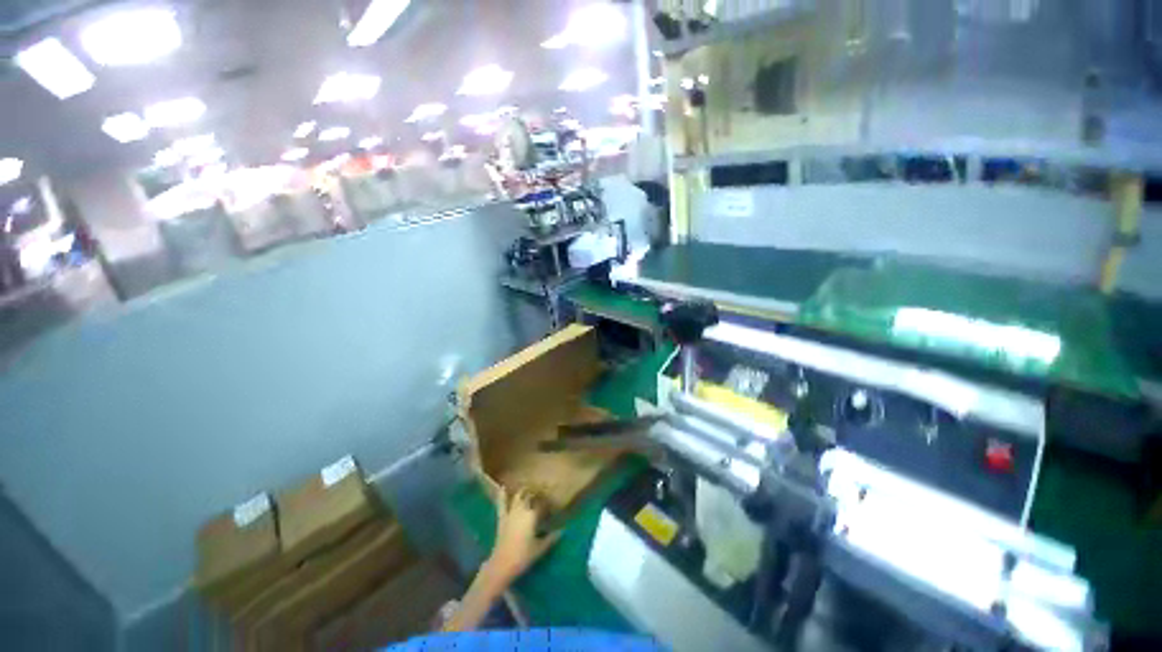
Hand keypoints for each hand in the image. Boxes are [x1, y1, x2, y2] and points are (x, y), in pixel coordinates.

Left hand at [485, 487, 560, 587]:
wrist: (502, 564)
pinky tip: (502, 487)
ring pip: (518, 497)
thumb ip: (552, 538)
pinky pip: (501, 504)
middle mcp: (522, 509)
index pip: (542, 504)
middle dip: (536, 493)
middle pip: (530, 496)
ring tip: (528, 487)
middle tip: (542, 492)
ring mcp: (510, 512)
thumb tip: (563, 530)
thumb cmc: (523, 556)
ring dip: (523, 491)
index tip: (552, 503)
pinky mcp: (502, 518)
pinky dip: (502, 495)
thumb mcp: (541, 548)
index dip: (548, 503)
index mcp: (532, 515)